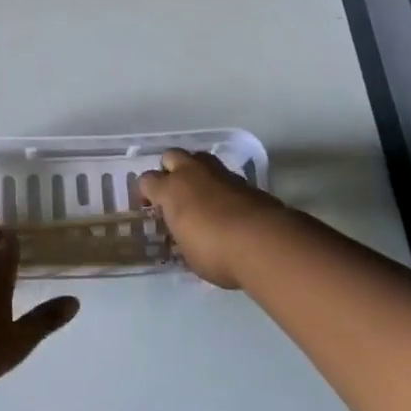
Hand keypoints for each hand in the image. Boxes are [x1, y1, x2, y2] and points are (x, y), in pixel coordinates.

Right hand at [138, 149, 287, 288]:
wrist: (264, 243)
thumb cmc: (215, 252)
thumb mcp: (188, 254)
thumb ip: (181, 237)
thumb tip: (182, 236)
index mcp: (171, 190)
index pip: (147, 180)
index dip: (146, 193)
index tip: (150, 208)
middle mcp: (192, 173)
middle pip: (172, 156)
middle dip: (170, 170)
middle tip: (174, 193)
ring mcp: (220, 174)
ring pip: (200, 159)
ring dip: (196, 172)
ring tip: (200, 195)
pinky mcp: (245, 181)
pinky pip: (224, 175)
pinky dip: (220, 186)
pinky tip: (226, 206)